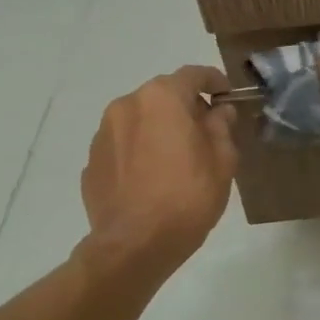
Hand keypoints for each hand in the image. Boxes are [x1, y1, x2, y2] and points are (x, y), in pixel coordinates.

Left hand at [77, 65, 236, 277]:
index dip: (214, 82)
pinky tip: (153, 177)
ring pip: (140, 119)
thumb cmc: (188, 196)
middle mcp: (127, 106)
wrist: (135, 244)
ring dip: (160, 128)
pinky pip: (123, 145)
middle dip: (186, 107)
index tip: (227, 97)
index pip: (193, 75)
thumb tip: (218, 111)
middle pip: (163, 95)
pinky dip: (140, 150)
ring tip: (178, 157)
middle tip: (206, 131)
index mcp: (162, 99)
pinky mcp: (92, 161)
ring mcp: (103, 133)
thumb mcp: (222, 160)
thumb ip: (221, 127)